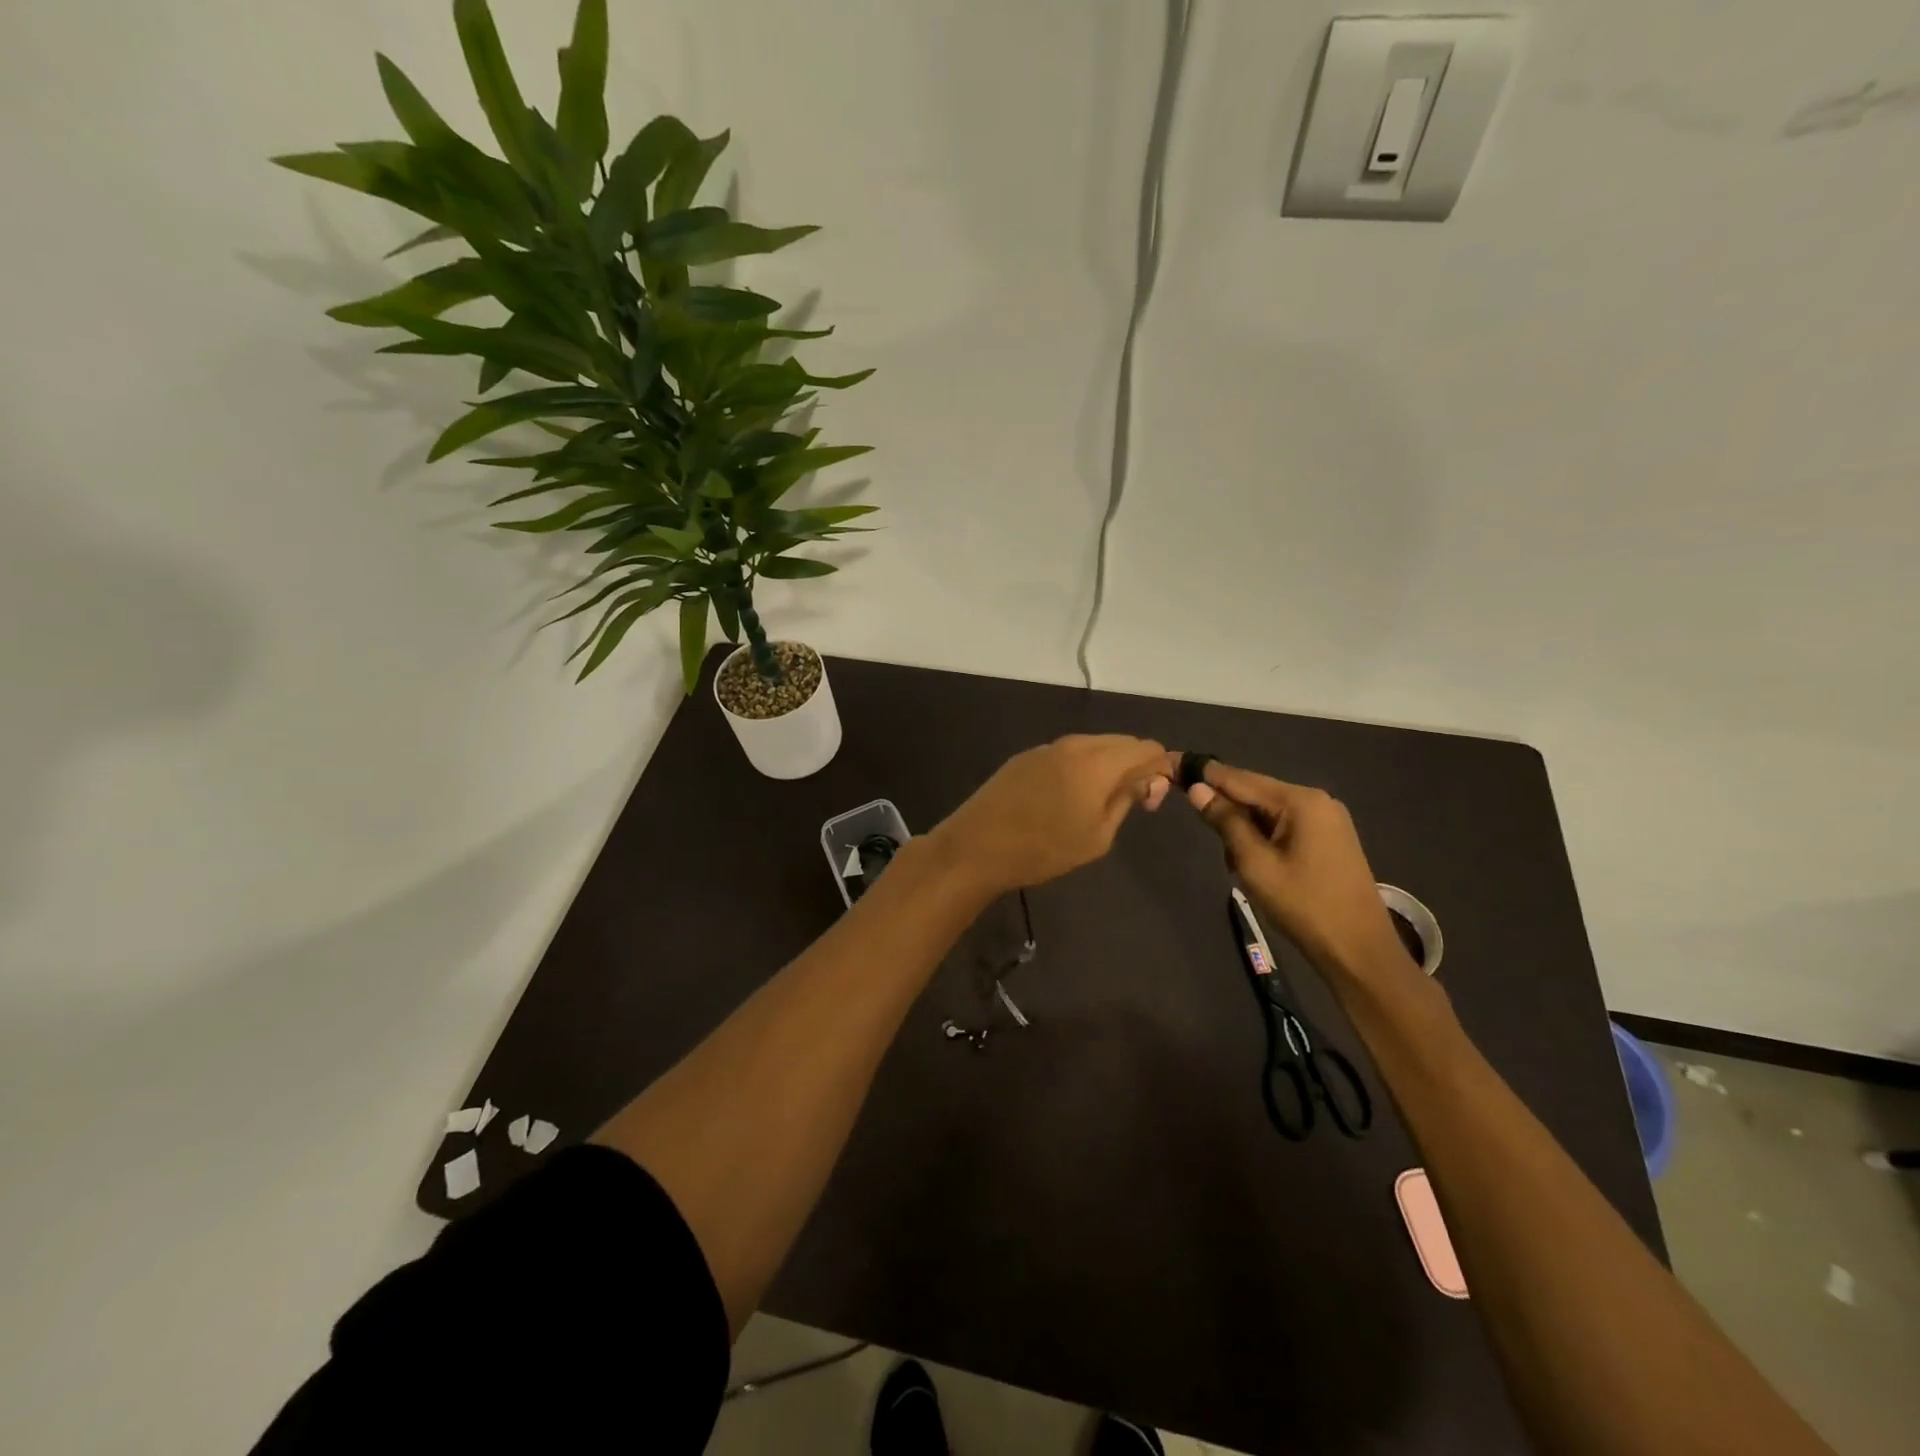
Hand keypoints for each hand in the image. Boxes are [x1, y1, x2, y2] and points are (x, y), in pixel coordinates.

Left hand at [932, 735, 1171, 895]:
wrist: (976, 846)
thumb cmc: (1043, 849)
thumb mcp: (1097, 836)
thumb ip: (1126, 800)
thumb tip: (1146, 780)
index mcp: (1097, 761)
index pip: (1147, 747)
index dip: (1159, 769)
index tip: (1150, 800)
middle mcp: (1074, 744)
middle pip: (1121, 741)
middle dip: (1135, 765)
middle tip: (1130, 802)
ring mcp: (1046, 748)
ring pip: (1093, 746)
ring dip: (1107, 765)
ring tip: (1097, 803)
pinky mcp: (1025, 757)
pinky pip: (1067, 753)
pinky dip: (1080, 767)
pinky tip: (1065, 799)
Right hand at [1182, 760, 1413, 981]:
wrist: (1359, 950)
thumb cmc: (1303, 905)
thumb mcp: (1255, 864)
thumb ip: (1226, 822)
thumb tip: (1197, 789)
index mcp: (1300, 801)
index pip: (1241, 778)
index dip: (1206, 774)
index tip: (1175, 765)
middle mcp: (1316, 800)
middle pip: (1256, 792)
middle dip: (1226, 808)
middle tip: (1202, 829)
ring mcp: (1327, 818)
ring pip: (1268, 811)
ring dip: (1244, 828)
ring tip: (1235, 862)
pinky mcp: (1329, 837)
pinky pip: (1284, 824)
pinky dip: (1263, 836)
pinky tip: (1255, 862)